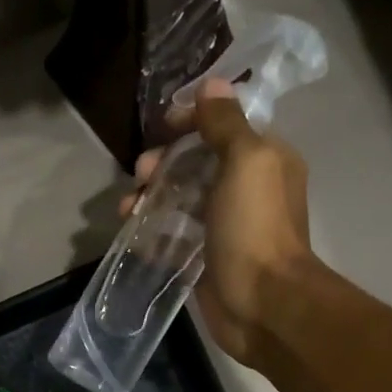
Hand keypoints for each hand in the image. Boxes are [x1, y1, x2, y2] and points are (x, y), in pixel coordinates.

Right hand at [125, 78, 315, 365]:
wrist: (263, 305)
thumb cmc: (255, 228)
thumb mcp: (246, 161)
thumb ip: (226, 123)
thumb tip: (211, 85)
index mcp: (264, 159)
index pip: (223, 125)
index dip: (191, 120)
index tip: (161, 127)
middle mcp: (246, 190)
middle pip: (196, 163)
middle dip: (163, 162)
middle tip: (141, 173)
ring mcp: (224, 227)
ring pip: (180, 200)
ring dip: (150, 197)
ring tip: (128, 209)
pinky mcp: (205, 259)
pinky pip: (174, 236)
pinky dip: (152, 232)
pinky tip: (134, 234)